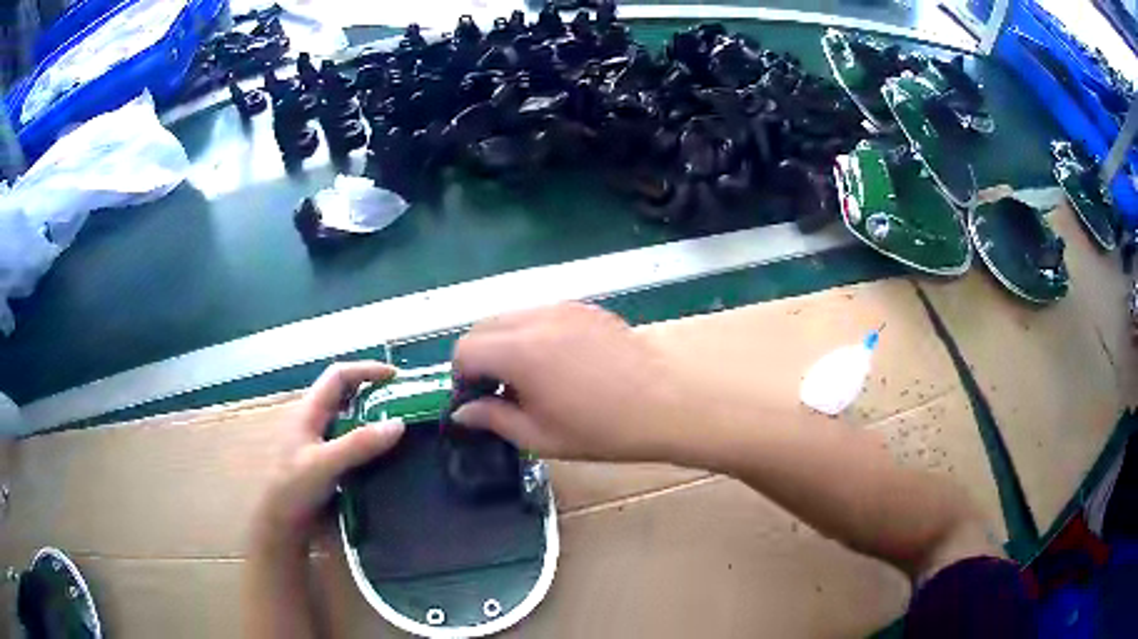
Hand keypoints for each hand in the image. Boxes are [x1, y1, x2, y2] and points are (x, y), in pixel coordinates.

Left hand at [254, 362, 404, 548]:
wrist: (283, 524)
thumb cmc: (294, 489)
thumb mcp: (325, 464)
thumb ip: (359, 444)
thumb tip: (399, 423)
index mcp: (309, 411)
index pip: (339, 375)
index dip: (366, 370)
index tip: (397, 377)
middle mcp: (315, 421)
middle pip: (347, 394)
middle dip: (375, 393)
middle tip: (406, 403)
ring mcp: (321, 443)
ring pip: (351, 420)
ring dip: (375, 419)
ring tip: (404, 428)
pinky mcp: (329, 463)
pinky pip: (354, 444)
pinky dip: (372, 443)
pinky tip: (389, 457)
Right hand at [451, 303, 687, 461]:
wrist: (667, 402)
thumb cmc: (603, 429)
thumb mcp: (540, 436)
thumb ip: (494, 418)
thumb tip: (463, 412)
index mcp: (520, 351)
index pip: (465, 349)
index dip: (461, 377)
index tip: (477, 401)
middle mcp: (535, 318)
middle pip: (483, 326)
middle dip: (479, 357)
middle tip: (498, 391)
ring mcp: (562, 308)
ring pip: (511, 316)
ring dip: (503, 343)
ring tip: (527, 377)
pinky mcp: (583, 307)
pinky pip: (540, 314)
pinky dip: (531, 333)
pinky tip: (555, 363)